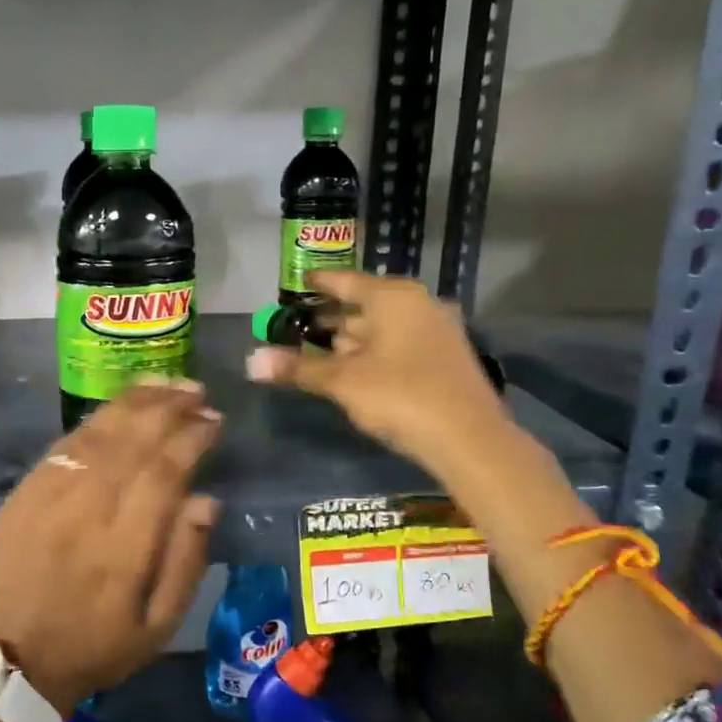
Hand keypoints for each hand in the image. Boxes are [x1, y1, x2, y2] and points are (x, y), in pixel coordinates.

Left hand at [0, 382, 221, 715]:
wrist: (15, 661)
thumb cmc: (98, 646)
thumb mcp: (158, 627)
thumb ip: (186, 561)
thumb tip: (207, 500)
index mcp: (123, 549)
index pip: (164, 473)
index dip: (192, 439)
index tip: (214, 420)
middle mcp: (85, 512)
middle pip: (131, 442)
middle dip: (168, 409)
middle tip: (195, 391)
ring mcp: (48, 498)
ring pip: (96, 434)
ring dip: (134, 404)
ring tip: (164, 384)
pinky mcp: (23, 494)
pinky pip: (63, 445)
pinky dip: (95, 421)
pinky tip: (117, 409)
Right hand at [246, 270, 504, 472]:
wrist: (470, 439)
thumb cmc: (400, 396)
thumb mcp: (342, 382)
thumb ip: (298, 368)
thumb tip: (250, 362)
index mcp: (393, 298)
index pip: (345, 281)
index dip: (318, 283)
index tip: (297, 282)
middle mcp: (417, 305)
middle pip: (364, 304)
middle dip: (332, 316)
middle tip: (299, 324)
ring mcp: (436, 330)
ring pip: (382, 327)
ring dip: (352, 338)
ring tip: (320, 349)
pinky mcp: (444, 357)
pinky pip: (399, 343)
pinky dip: (373, 351)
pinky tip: (355, 369)